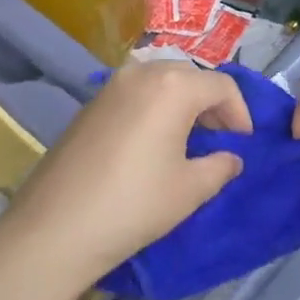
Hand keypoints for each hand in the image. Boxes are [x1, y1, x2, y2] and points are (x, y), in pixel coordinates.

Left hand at [4, 62, 248, 289]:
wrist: (55, 227)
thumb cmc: (134, 204)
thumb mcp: (190, 189)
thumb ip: (220, 166)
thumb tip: (231, 158)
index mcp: (173, 85)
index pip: (222, 86)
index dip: (240, 113)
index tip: (244, 144)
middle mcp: (143, 72)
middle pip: (191, 77)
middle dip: (212, 104)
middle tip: (220, 139)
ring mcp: (112, 85)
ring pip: (162, 80)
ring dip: (183, 103)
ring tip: (189, 140)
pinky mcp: (91, 102)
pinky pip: (136, 92)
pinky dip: (155, 107)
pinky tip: (153, 142)